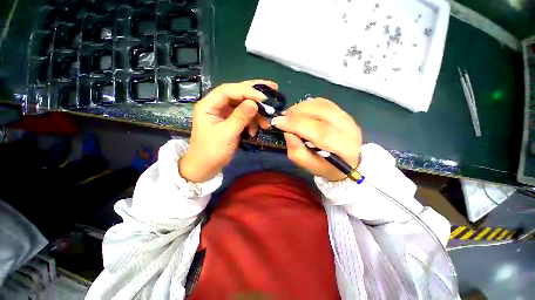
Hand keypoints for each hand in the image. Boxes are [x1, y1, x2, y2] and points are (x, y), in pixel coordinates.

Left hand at [179, 80, 277, 182]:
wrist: (205, 167)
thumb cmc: (211, 152)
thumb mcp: (226, 135)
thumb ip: (240, 118)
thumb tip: (255, 103)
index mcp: (209, 105)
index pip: (228, 90)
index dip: (247, 91)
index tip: (263, 98)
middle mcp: (216, 105)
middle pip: (237, 93)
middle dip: (255, 92)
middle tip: (273, 88)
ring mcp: (224, 113)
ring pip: (244, 105)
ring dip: (257, 113)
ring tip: (267, 123)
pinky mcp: (231, 121)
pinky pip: (245, 116)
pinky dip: (253, 122)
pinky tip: (255, 131)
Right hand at [271, 98, 361, 180]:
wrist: (350, 161)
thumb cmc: (327, 167)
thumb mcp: (309, 166)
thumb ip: (297, 151)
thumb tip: (287, 133)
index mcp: (342, 147)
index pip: (318, 131)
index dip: (295, 124)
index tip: (277, 122)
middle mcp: (348, 128)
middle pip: (320, 112)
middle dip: (295, 113)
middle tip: (282, 119)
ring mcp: (347, 117)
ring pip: (320, 104)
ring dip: (300, 107)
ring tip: (290, 116)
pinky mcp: (343, 111)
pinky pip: (322, 102)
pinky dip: (308, 105)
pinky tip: (301, 113)